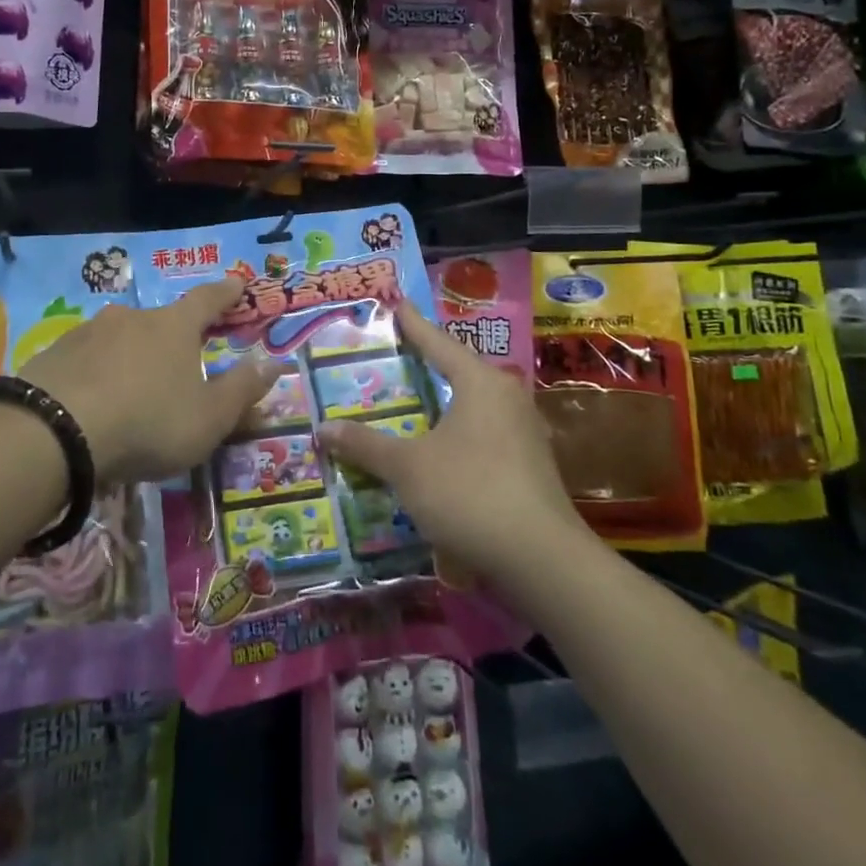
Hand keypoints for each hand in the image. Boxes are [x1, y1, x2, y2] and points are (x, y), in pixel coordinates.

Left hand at [19, 279, 276, 486]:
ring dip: (131, 357)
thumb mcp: (209, 418)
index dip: (225, 292)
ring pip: (120, 339)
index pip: (208, 299)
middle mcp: (132, 317)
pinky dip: (96, 373)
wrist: (55, 432)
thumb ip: (243, 389)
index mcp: (174, 327)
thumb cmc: (148, 422)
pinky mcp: (54, 353)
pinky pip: (86, 359)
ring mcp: (89, 331)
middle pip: (161, 321)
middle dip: (173, 338)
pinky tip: (92, 402)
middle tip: (178, 365)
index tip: (236, 283)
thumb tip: (273, 361)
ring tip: (131, 392)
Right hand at [318, 301, 590, 584]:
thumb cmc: (470, 494)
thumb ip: (365, 445)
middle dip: (426, 366)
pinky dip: (456, 434)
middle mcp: (507, 398)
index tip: (396, 304)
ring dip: (441, 405)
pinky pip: (483, 434)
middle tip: (393, 356)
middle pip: (458, 371)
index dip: (412, 325)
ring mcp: (524, 432)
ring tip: (411, 403)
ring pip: (472, 406)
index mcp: (480, 383)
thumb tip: (322, 429)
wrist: (542, 560)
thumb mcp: (407, 468)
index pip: (437, 343)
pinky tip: (438, 449)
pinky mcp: (530, 465)